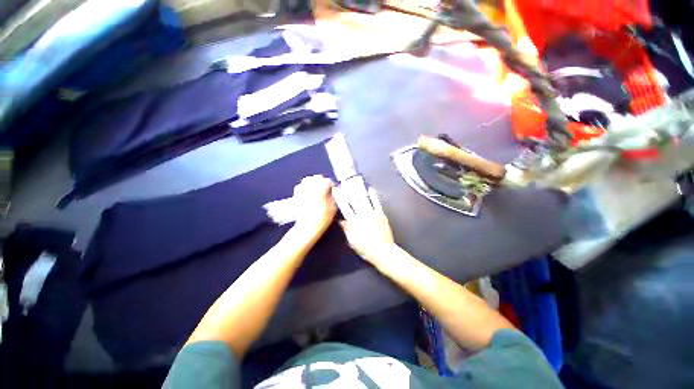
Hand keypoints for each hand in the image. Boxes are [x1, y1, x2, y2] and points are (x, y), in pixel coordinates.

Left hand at [292, 175, 336, 237]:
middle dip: (322, 182)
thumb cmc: (321, 218)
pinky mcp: (297, 195)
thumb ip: (333, 197)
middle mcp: (311, 187)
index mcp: (321, 188)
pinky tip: (308, 192)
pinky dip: (304, 187)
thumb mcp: (333, 207)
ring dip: (313, 183)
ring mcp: (303, 191)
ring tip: (317, 188)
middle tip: (326, 188)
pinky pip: (300, 186)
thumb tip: (332, 193)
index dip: (332, 184)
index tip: (333, 188)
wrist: (308, 226)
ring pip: (308, 180)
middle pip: (317, 178)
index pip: (328, 181)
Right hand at [335, 187, 398, 266]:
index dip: (339, 197)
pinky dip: (373, 195)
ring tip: (354, 183)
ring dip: (358, 190)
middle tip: (343, 182)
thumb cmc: (365, 248)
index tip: (335, 190)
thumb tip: (341, 221)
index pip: (344, 206)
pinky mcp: (380, 214)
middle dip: (347, 190)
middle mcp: (361, 214)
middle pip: (353, 200)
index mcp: (353, 221)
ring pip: (363, 199)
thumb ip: (346, 229)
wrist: (383, 251)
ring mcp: (372, 213)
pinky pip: (376, 202)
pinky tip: (370, 189)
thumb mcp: (352, 241)